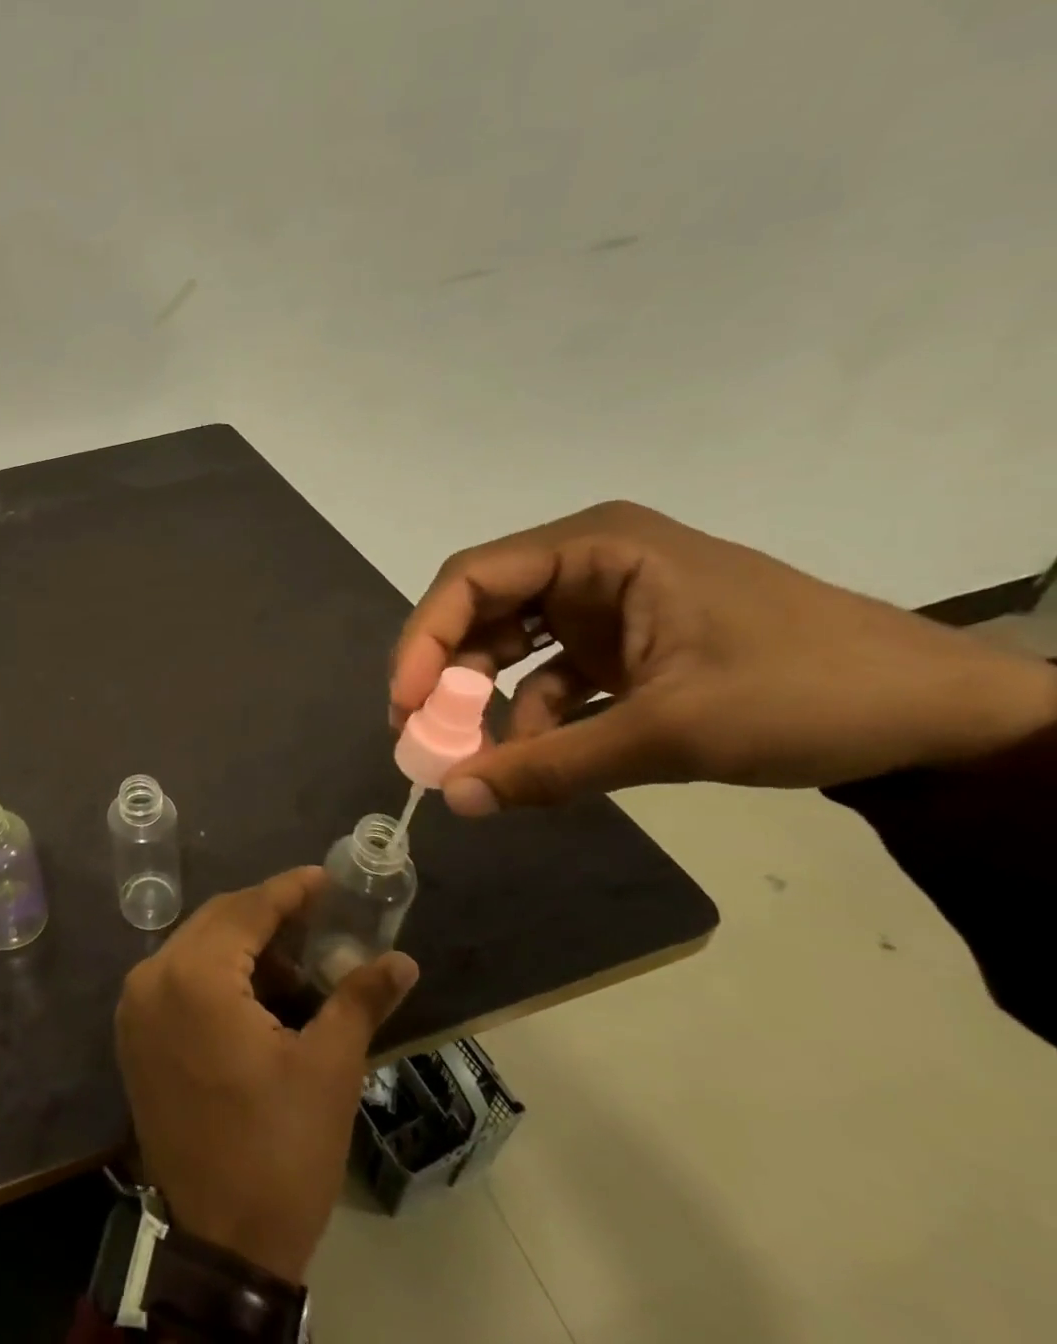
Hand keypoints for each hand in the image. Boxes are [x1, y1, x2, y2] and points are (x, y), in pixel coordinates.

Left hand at [114, 868, 419, 1284]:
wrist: (217, 1247)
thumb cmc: (278, 1153)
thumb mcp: (329, 1071)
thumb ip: (359, 999)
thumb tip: (401, 960)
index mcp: (194, 976)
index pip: (247, 909)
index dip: (290, 891)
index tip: (326, 879)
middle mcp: (152, 976)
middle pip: (217, 921)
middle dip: (268, 917)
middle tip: (320, 922)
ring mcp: (136, 1005)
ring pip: (197, 947)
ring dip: (245, 946)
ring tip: (299, 965)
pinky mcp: (135, 1033)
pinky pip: (179, 977)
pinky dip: (218, 973)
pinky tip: (260, 994)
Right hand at [391, 501, 1056, 814]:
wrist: (944, 719)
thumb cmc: (809, 694)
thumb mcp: (671, 733)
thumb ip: (553, 766)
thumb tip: (455, 802)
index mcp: (598, 548)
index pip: (473, 578)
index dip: (424, 639)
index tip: (404, 704)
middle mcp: (591, 564)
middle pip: (482, 610)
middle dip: (448, 673)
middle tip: (419, 734)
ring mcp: (607, 605)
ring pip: (511, 645)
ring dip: (486, 699)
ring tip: (467, 756)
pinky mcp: (624, 645)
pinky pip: (551, 674)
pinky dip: (534, 716)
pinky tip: (530, 756)